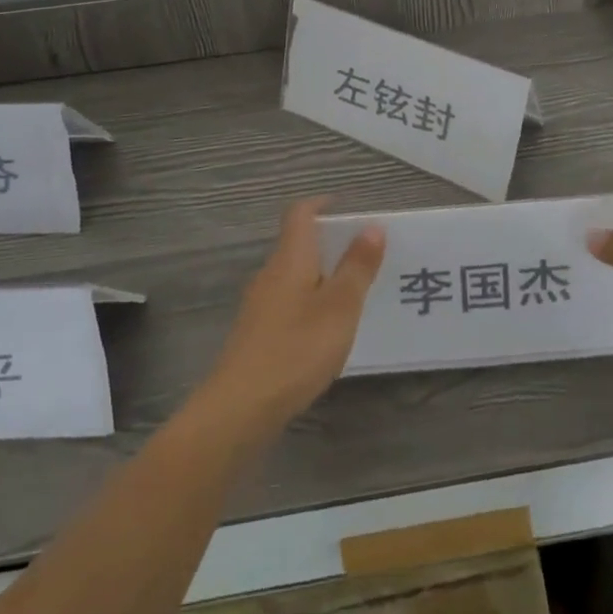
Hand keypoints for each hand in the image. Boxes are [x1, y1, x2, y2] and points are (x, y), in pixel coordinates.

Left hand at [202, 199, 384, 433]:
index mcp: (291, 257)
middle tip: (363, 255)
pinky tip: (325, 330)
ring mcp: (260, 305)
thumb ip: (357, 267)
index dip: (321, 205)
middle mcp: (271, 273)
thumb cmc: (296, 349)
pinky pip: (288, 303)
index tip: (347, 209)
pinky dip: (309, 303)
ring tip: (352, 293)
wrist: (240, 408)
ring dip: (321, 276)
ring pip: (294, 275)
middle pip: (298, 244)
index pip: (300, 214)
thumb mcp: (339, 307)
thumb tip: (372, 226)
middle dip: (329, 244)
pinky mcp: (257, 334)